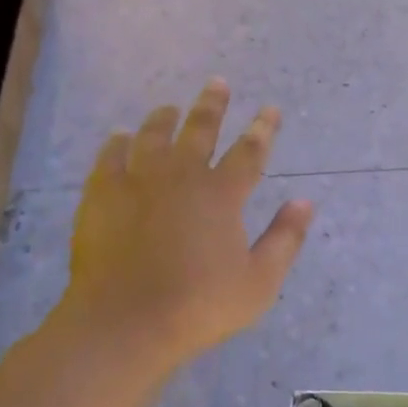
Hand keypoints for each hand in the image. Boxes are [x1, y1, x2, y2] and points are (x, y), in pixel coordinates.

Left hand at [58, 80, 313, 367]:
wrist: (125, 323)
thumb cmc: (199, 306)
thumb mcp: (259, 282)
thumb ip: (285, 239)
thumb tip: (306, 202)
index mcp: (222, 194)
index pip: (250, 151)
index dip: (263, 128)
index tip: (270, 109)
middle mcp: (182, 177)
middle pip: (200, 129)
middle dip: (212, 105)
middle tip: (217, 83)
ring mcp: (138, 182)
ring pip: (153, 136)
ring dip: (164, 118)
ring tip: (169, 107)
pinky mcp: (102, 195)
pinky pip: (110, 157)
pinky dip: (117, 143)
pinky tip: (120, 137)